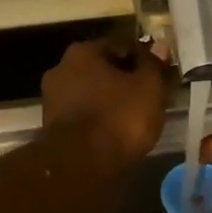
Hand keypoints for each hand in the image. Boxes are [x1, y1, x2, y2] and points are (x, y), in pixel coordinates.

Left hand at [40, 37, 171, 172]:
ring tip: (134, 119)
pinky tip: (115, 133)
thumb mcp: (149, 88)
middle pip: (103, 70)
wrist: (81, 165)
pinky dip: (99, 121)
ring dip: (110, 102)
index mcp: (83, 51)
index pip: (121, 46)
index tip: (159, 76)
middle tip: (148, 98)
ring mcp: (53, 99)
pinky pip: (84, 116)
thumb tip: (160, 46)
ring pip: (92, 94)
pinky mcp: (52, 127)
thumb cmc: (118, 118)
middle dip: (124, 81)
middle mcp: (61, 68)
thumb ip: (154, 65)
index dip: (143, 60)